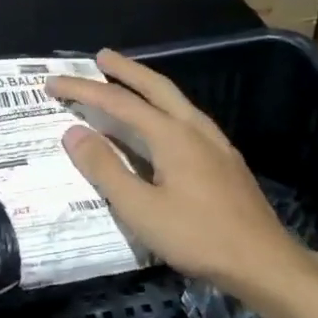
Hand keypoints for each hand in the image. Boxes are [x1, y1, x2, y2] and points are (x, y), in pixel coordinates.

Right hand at [48, 49, 311, 296]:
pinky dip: (165, 107)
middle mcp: (195, 128)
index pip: (119, 102)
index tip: (54, 84)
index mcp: (172, 135)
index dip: (84, 91)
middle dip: (126, 70)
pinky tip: (164, 124)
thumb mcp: (140, 208)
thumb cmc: (197, 236)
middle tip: (100, 57)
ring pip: (176, 100)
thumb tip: (73, 132)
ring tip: (128, 82)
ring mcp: (215, 143)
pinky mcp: (225, 160)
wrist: (263, 260)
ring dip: (148, 86)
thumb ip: (105, 169)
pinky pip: (188, 118)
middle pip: (156, 87)